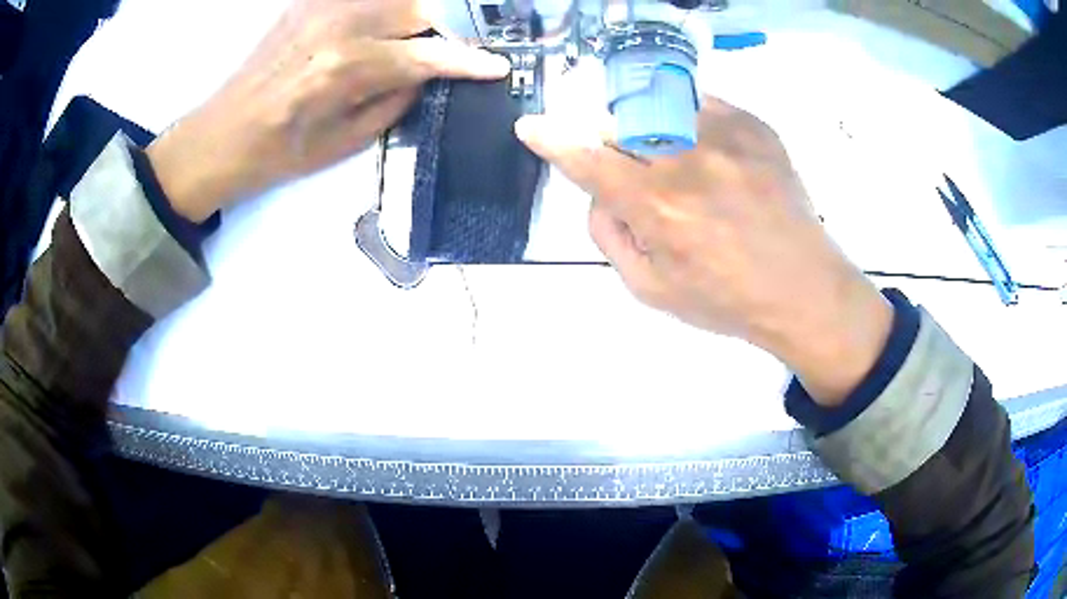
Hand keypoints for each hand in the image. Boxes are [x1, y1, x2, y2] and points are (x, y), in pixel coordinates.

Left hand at [147, 0, 509, 222]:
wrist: (221, 135)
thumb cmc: (279, 152)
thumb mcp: (345, 142)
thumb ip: (395, 100)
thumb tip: (428, 73)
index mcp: (346, 68)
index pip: (427, 55)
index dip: (468, 60)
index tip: (498, 65)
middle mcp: (339, 25)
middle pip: (420, 8)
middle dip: (452, 26)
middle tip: (467, 43)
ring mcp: (322, 6)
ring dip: (423, 12)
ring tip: (435, 32)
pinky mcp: (309, 2)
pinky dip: (388, 8)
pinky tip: (393, 24)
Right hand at [516, 97, 893, 405]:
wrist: (804, 289)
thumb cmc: (727, 300)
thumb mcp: (651, 290)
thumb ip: (608, 237)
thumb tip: (597, 193)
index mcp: (658, 208)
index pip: (588, 160)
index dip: (553, 139)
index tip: (532, 126)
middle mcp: (688, 160)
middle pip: (619, 122)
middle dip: (610, 141)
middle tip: (633, 169)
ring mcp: (726, 135)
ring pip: (658, 107)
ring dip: (650, 130)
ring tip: (680, 164)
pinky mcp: (754, 125)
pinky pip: (701, 104)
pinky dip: (689, 123)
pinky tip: (709, 154)